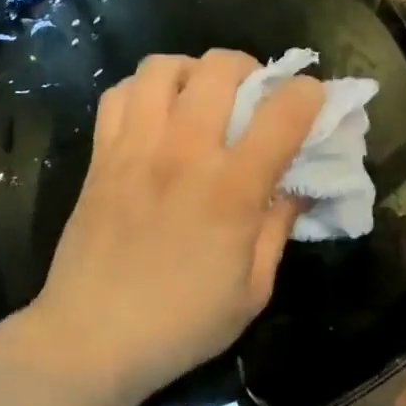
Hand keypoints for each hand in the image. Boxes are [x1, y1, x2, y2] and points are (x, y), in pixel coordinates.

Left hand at [29, 51, 325, 397]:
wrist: (92, 337)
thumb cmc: (181, 324)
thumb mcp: (253, 290)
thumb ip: (277, 229)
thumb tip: (299, 189)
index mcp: (231, 189)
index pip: (282, 114)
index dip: (308, 94)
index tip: (313, 97)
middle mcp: (184, 153)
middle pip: (219, 68)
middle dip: (248, 68)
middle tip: (252, 93)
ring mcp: (135, 148)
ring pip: (161, 67)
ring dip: (191, 70)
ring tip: (199, 95)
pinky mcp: (100, 157)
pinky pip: (117, 94)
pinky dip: (141, 90)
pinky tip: (153, 114)